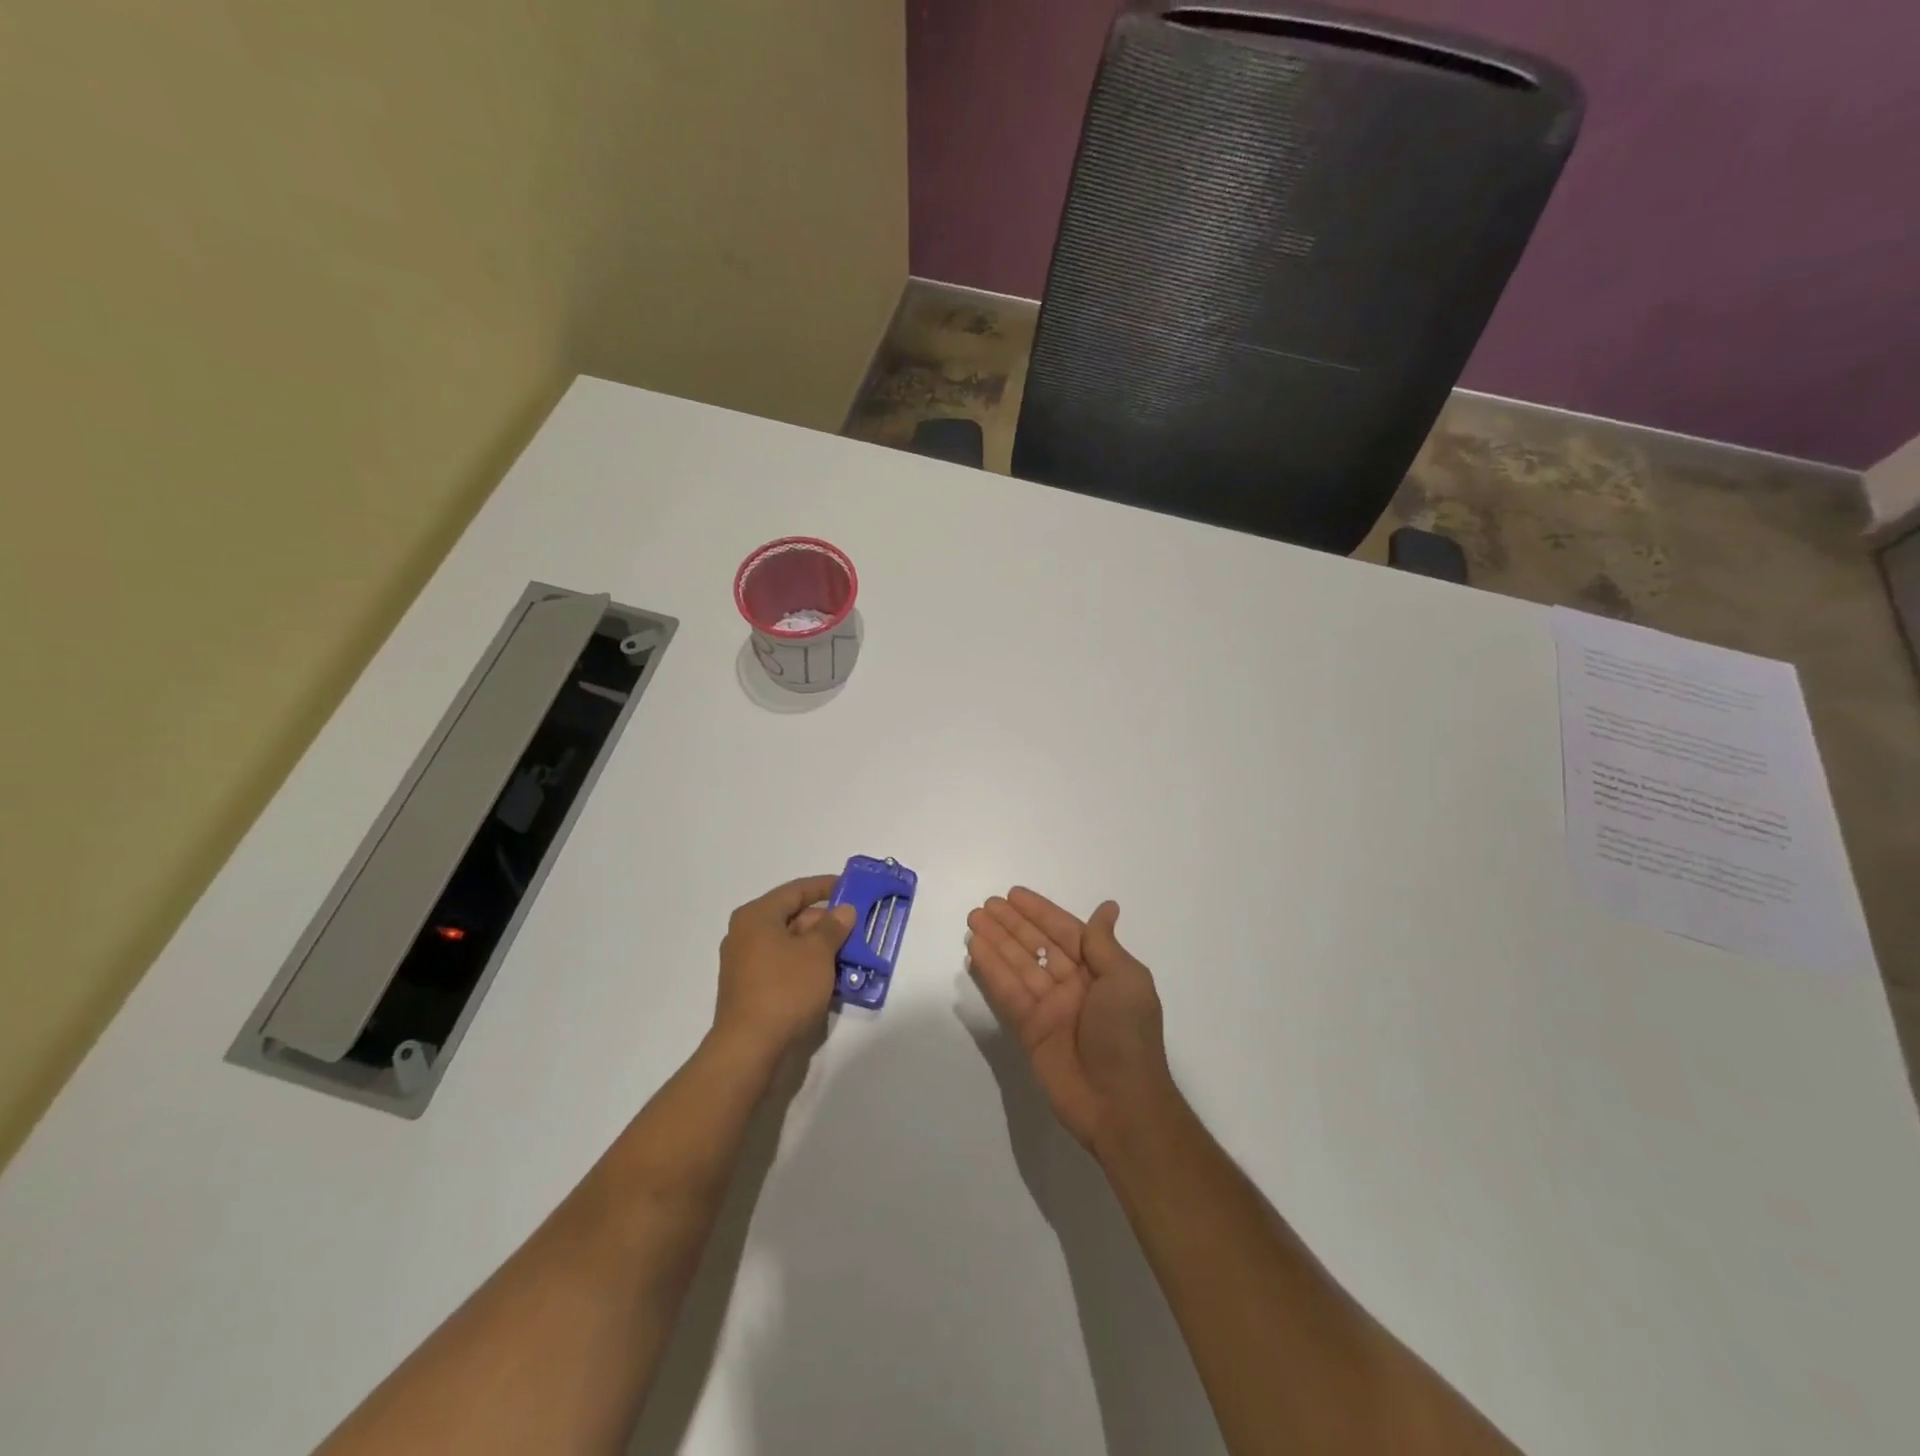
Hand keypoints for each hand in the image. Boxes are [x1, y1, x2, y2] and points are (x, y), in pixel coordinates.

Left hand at [714, 875, 855, 1065]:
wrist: (750, 1048)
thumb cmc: (784, 989)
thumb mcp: (817, 952)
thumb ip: (833, 927)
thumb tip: (843, 910)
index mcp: (757, 917)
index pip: (796, 891)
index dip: (825, 886)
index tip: (851, 886)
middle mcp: (746, 935)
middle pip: (793, 918)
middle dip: (826, 922)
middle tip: (858, 926)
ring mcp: (747, 965)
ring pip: (791, 946)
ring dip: (821, 948)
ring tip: (853, 953)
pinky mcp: (752, 991)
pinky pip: (786, 968)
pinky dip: (808, 968)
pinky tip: (833, 978)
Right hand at [966, 888, 1173, 1152]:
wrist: (1120, 1104)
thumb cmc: (1128, 1035)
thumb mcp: (1126, 981)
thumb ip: (1103, 944)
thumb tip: (1108, 907)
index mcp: (1100, 971)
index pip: (1065, 932)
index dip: (1040, 912)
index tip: (1014, 894)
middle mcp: (1073, 985)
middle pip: (1037, 945)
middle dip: (1012, 924)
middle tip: (985, 904)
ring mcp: (1050, 1008)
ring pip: (1018, 965)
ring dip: (996, 942)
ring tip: (973, 919)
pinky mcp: (1030, 1031)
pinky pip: (1008, 993)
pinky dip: (992, 971)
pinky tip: (975, 950)